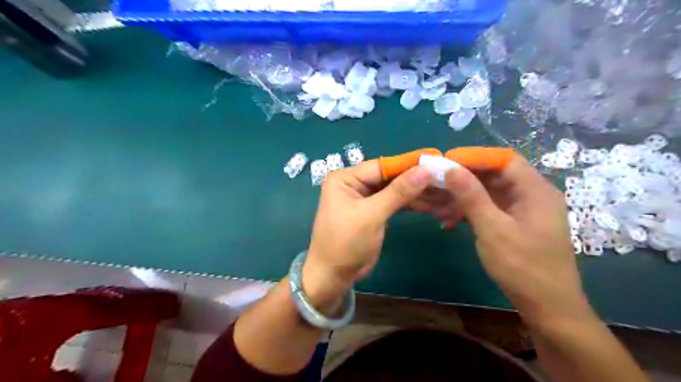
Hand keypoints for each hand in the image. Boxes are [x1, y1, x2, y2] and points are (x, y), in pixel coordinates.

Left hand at [303, 160, 430, 308]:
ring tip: (443, 193)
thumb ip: (398, 192)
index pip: (382, 166)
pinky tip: (430, 204)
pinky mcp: (373, 210)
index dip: (409, 164)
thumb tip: (425, 170)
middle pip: (390, 177)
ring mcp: (364, 197)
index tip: (437, 161)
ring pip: (394, 190)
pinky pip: (394, 202)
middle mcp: (354, 183)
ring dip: (416, 193)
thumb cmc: (346, 243)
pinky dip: (410, 204)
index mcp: (346, 178)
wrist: (334, 275)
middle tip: (445, 179)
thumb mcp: (371, 215)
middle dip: (415, 180)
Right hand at [442, 156, 590, 325]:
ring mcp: (523, 211)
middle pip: (494, 176)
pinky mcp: (515, 224)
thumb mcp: (492, 228)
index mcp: (535, 190)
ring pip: (488, 194)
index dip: (474, 157)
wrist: (547, 307)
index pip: (503, 160)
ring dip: (463, 198)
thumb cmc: (522, 266)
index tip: (446, 161)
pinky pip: (489, 209)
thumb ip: (470, 195)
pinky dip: (470, 212)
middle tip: (436, 184)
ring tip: (437, 208)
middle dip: (464, 179)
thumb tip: (448, 167)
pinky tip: (449, 222)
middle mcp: (532, 195)